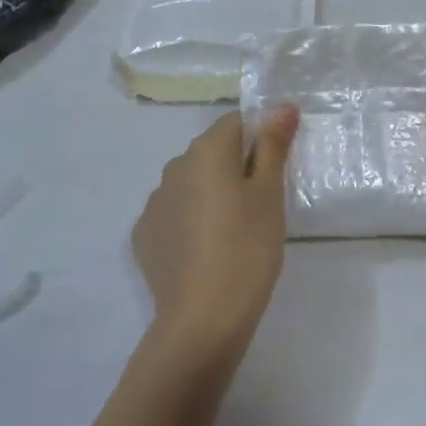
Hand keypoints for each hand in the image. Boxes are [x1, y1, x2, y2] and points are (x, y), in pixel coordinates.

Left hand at [133, 108, 298, 358]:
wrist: (201, 320)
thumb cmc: (247, 249)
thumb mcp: (270, 195)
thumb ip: (274, 145)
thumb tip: (281, 106)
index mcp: (207, 150)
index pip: (237, 123)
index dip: (259, 140)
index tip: (274, 173)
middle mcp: (175, 165)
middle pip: (212, 152)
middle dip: (235, 168)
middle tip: (259, 207)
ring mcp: (154, 200)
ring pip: (192, 183)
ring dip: (210, 195)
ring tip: (232, 234)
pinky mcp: (143, 234)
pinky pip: (174, 213)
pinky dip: (189, 222)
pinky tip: (204, 253)